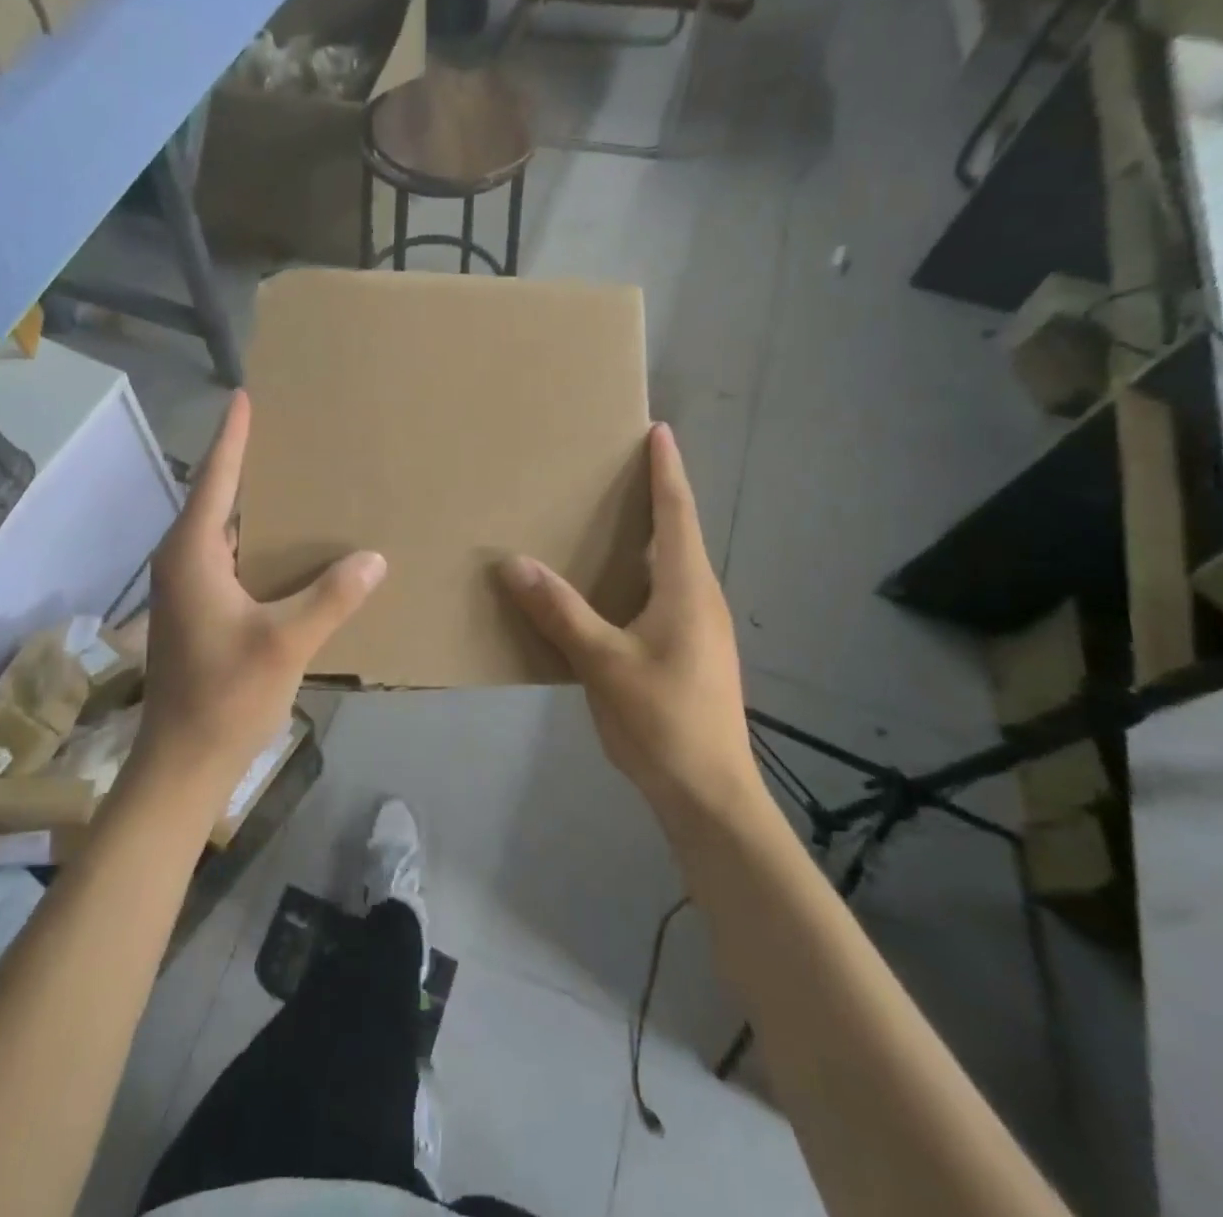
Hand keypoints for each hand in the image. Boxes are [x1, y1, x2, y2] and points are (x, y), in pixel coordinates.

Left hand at [136, 391, 385, 796]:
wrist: (184, 763)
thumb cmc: (226, 696)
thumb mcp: (286, 643)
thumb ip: (331, 597)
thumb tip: (374, 557)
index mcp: (193, 554)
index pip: (215, 479)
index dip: (232, 437)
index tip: (245, 396)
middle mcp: (182, 561)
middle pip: (216, 498)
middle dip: (245, 463)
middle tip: (286, 431)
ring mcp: (186, 587)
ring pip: (222, 530)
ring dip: (252, 504)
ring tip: (294, 478)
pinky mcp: (197, 609)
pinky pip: (227, 556)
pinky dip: (255, 540)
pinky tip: (287, 545)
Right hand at [500, 424, 761, 830]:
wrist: (709, 793)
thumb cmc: (663, 719)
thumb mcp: (603, 662)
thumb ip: (559, 611)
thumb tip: (513, 562)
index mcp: (686, 588)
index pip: (677, 513)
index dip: (667, 470)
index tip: (658, 430)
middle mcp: (699, 598)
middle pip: (677, 533)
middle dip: (654, 496)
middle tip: (617, 469)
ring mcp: (698, 628)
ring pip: (669, 567)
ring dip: (644, 537)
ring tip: (605, 519)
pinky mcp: (690, 651)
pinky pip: (661, 595)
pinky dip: (636, 574)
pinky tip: (607, 589)